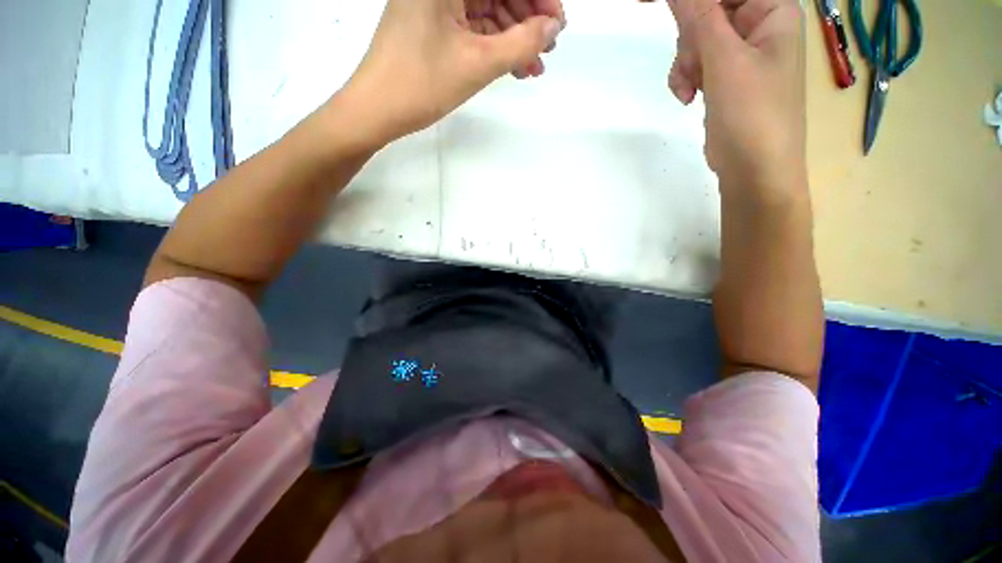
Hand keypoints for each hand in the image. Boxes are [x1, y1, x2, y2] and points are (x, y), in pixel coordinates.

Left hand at [339, 0, 564, 145]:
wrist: (377, 109)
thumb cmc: (422, 83)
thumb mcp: (478, 64)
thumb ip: (521, 43)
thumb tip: (553, 27)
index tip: (557, 24)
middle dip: (527, 19)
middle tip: (547, 49)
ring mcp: (434, 3)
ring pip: (486, 11)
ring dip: (512, 38)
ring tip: (533, 67)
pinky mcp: (432, 25)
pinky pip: (472, 28)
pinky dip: (493, 46)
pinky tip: (511, 67)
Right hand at [666, 0, 805, 193]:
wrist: (753, 171)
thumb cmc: (752, 113)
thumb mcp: (724, 61)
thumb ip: (699, 17)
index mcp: (773, 12)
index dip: (694, 1)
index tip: (663, 7)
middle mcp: (760, 28)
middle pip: (710, 12)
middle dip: (691, 39)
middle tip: (691, 65)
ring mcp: (742, 56)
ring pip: (699, 40)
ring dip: (685, 64)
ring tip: (688, 90)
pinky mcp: (726, 80)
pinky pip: (698, 65)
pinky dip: (687, 79)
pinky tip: (687, 98)